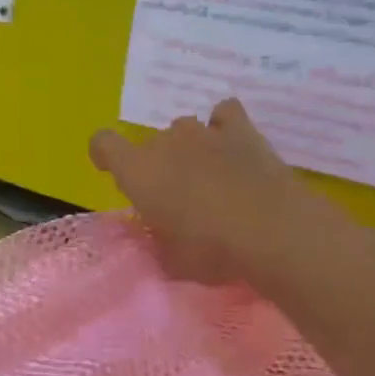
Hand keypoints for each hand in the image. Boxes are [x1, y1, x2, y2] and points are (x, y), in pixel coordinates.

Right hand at [90, 99, 346, 288]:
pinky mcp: (242, 129)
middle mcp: (165, 142)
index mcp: (137, 170)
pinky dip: (224, 127)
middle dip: (158, 165)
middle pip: (150, 143)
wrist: (271, 229)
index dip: (104, 155)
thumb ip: (155, 243)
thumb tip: (154, 236)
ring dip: (190, 149)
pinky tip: (232, 147)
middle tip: (177, 199)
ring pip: (185, 129)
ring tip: (209, 177)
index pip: (103, 143)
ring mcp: (204, 131)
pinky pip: (225, 115)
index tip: (112, 171)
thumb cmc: (210, 249)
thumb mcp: (171, 260)